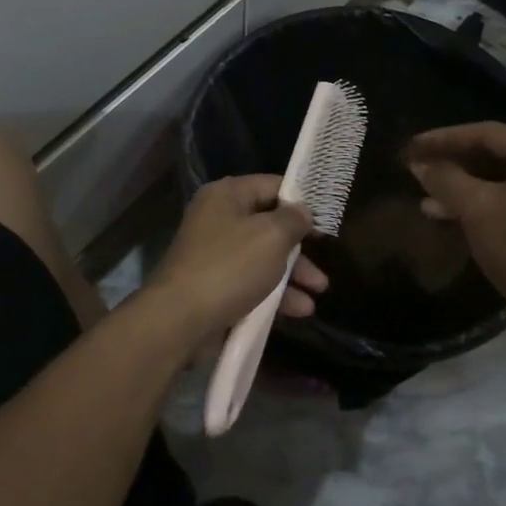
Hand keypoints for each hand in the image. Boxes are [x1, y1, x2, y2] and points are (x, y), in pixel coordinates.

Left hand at [142, 175, 328, 343]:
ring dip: (292, 274)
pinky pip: (251, 283)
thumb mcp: (272, 236)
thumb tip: (302, 212)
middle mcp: (218, 219)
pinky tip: (299, 310)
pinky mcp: (214, 287)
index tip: (325, 219)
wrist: (180, 320)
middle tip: (324, 259)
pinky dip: (274, 294)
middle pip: (268, 225)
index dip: (300, 200)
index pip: (271, 185)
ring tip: (319, 291)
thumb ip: (293, 219)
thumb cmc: (230, 267)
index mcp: (226, 195)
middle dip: (299, 246)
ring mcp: (214, 255)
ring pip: (262, 258)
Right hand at [405, 123, 505, 338]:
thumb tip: (418, 164)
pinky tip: (446, 214)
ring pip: (497, 181)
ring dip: (460, 187)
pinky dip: (477, 204)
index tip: (412, 146)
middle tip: (417, 168)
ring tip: (425, 197)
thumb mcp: (477, 207)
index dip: (445, 138)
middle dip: (452, 164)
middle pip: (493, 155)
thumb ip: (445, 179)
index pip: (487, 133)